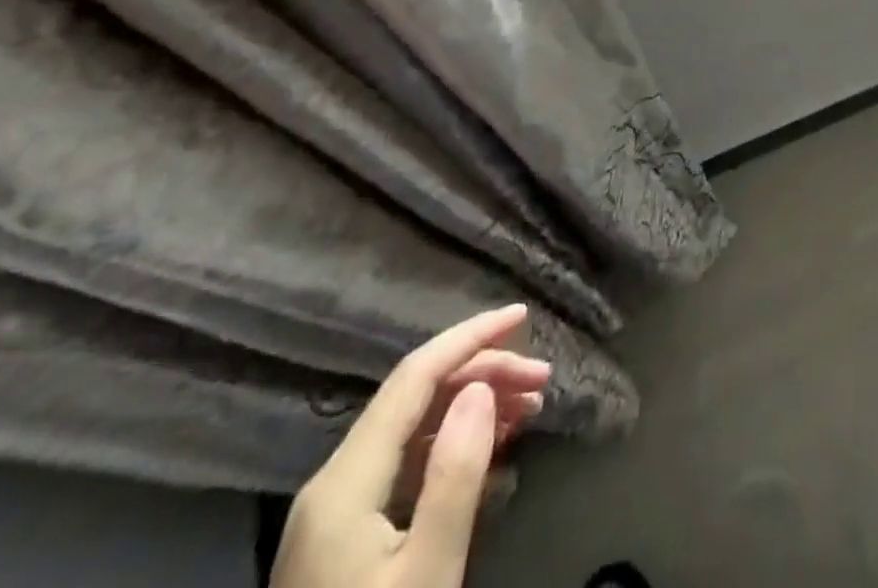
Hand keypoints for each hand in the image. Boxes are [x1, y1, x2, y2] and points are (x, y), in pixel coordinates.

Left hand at [272, 304, 552, 587]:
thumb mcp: (427, 573)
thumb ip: (454, 477)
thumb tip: (482, 386)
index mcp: (345, 481)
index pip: (414, 376)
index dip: (470, 336)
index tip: (523, 316)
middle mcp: (335, 479)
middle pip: (416, 396)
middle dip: (483, 373)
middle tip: (543, 381)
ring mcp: (336, 509)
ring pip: (413, 426)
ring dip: (473, 406)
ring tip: (530, 409)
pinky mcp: (345, 535)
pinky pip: (406, 462)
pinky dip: (452, 442)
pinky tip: (492, 449)